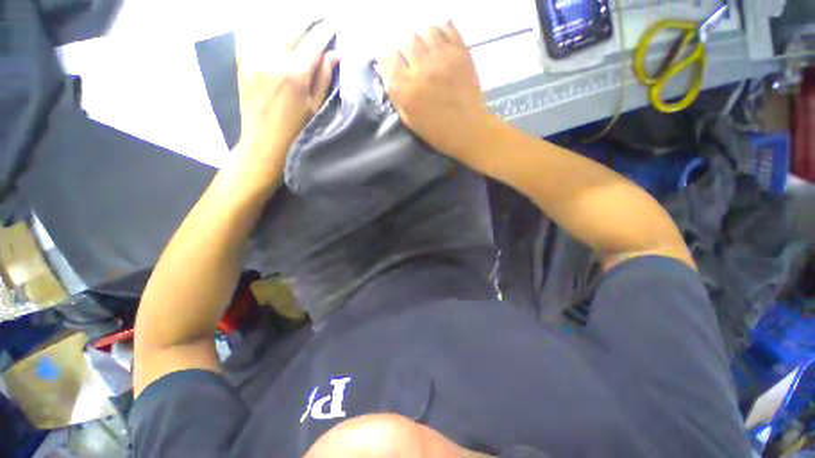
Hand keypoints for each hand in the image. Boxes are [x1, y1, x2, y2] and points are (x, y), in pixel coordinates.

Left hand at [234, 20, 338, 184]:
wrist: (263, 143)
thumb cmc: (296, 130)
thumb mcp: (315, 107)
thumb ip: (323, 78)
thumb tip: (334, 55)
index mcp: (294, 74)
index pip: (312, 43)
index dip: (323, 32)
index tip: (331, 24)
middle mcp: (272, 59)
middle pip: (291, 29)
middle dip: (307, 21)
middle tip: (319, 17)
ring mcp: (254, 58)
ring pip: (272, 28)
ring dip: (288, 23)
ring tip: (300, 23)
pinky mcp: (243, 62)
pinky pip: (254, 36)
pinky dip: (267, 30)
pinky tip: (276, 31)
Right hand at [379, 22, 491, 158]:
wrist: (467, 129)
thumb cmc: (436, 131)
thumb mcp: (409, 120)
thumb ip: (396, 96)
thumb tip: (388, 73)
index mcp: (408, 90)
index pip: (389, 59)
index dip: (389, 60)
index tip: (393, 64)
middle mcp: (423, 69)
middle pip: (406, 39)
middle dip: (404, 48)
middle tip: (410, 58)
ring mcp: (444, 58)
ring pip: (425, 30)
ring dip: (422, 38)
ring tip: (425, 50)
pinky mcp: (461, 53)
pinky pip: (447, 27)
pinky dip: (440, 30)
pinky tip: (439, 43)